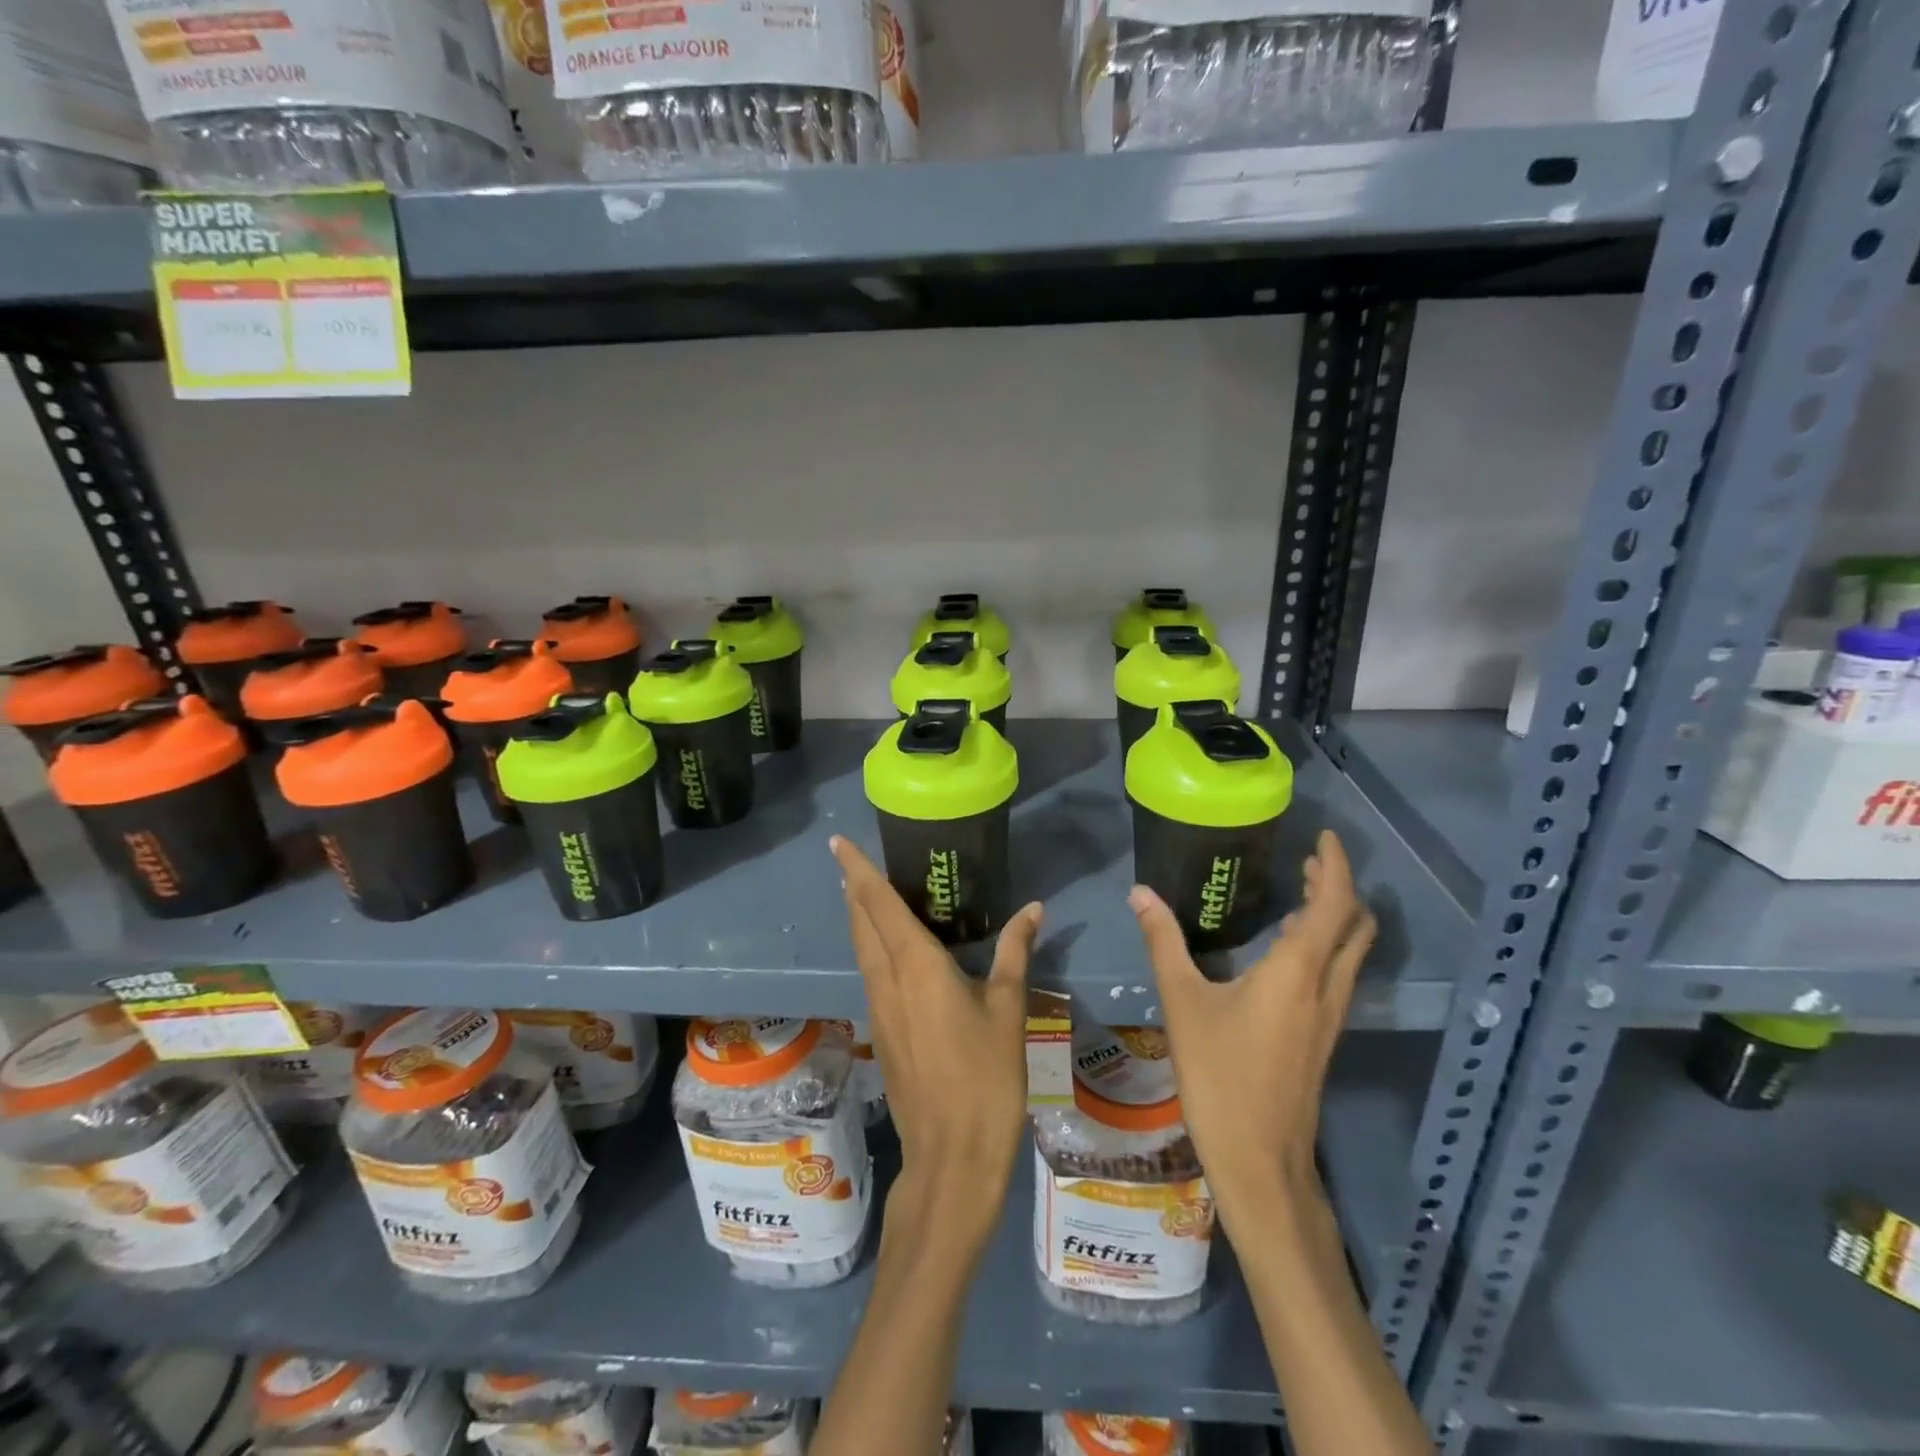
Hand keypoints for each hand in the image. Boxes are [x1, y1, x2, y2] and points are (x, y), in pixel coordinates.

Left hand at [831, 836, 1041, 1251]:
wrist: (951, 1155)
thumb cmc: (986, 1076)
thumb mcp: (1009, 1008)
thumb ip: (1014, 951)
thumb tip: (1033, 908)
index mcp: (915, 965)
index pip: (878, 903)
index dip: (857, 869)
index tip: (838, 842)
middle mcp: (886, 979)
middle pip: (860, 922)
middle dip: (854, 888)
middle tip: (853, 860)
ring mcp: (877, 1007)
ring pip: (860, 948)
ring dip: (858, 917)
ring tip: (864, 893)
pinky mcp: (880, 1030)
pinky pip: (869, 972)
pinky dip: (870, 946)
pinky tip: (888, 949)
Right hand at [1129, 830, 1375, 1220]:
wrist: (1260, 1160)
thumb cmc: (1220, 1075)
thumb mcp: (1182, 1002)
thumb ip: (1163, 942)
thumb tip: (1140, 893)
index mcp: (1297, 972)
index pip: (1335, 904)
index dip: (1336, 866)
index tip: (1322, 838)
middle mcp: (1325, 988)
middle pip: (1356, 925)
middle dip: (1338, 887)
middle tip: (1308, 863)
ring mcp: (1330, 1015)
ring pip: (1350, 951)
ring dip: (1335, 916)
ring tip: (1301, 894)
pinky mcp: (1323, 1036)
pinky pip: (1338, 973)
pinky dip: (1325, 945)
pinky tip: (1287, 950)